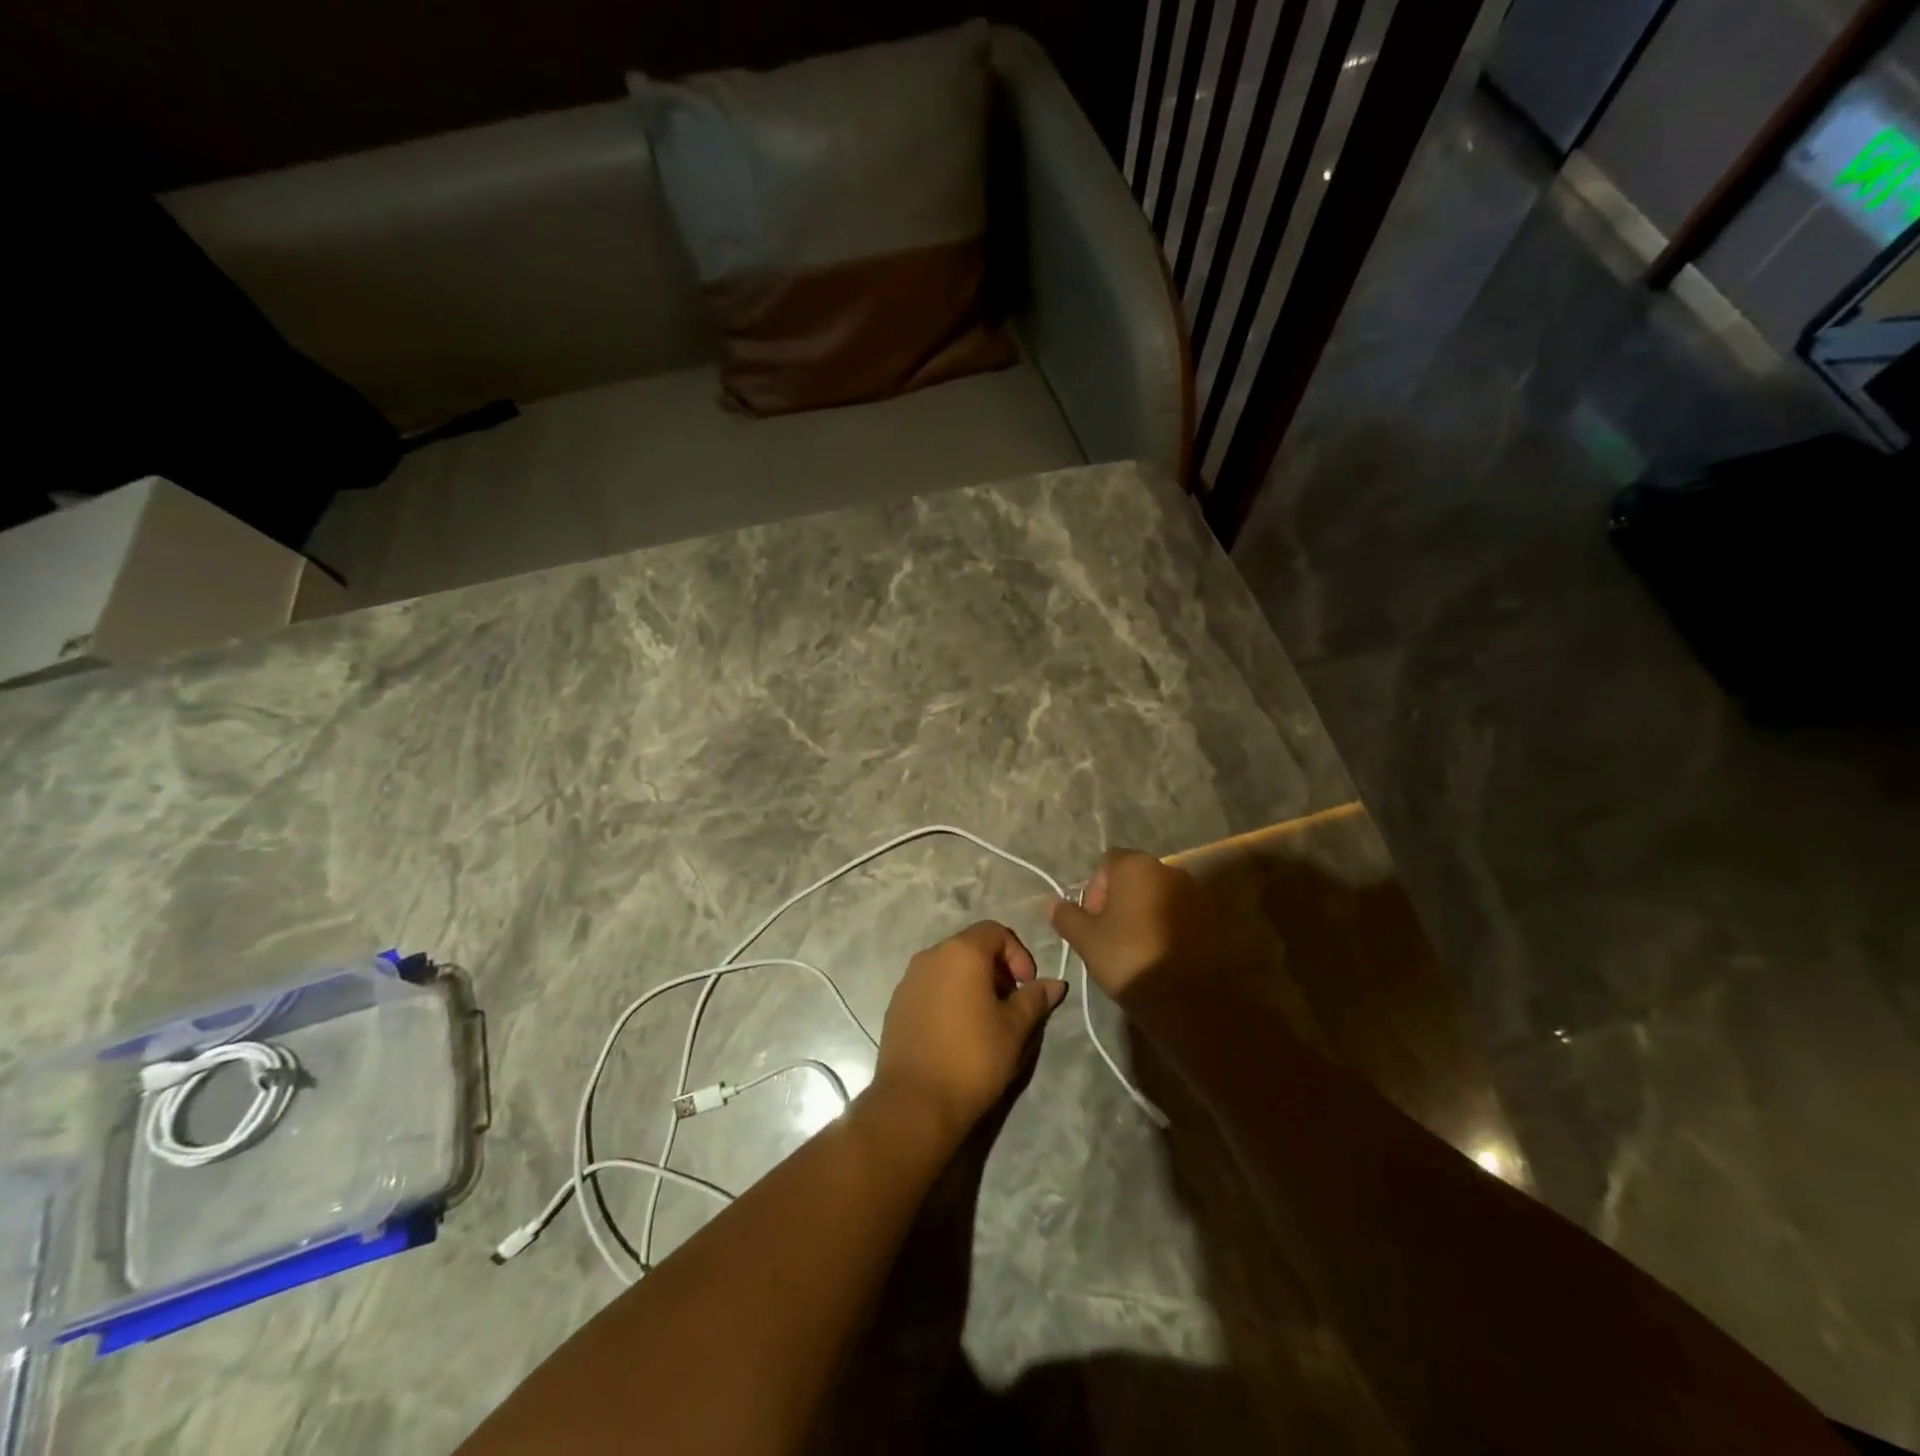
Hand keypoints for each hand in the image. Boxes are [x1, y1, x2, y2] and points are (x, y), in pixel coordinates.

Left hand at [871, 921, 1066, 1144]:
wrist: (915, 1102)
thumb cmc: (973, 1058)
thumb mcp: (1015, 1029)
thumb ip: (1035, 999)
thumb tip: (1054, 984)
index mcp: (961, 952)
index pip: (995, 931)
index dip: (1018, 953)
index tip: (1027, 986)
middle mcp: (930, 956)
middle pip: (970, 946)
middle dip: (996, 969)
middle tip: (1010, 1004)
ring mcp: (908, 980)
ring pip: (948, 967)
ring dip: (971, 983)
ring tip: (985, 1020)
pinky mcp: (896, 1004)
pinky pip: (930, 987)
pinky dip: (948, 997)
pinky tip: (956, 1033)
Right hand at [1048, 849, 1218, 1000]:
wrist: (1186, 997)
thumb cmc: (1128, 957)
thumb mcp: (1086, 939)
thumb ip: (1067, 916)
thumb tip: (1053, 904)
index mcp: (1136, 866)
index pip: (1107, 863)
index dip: (1094, 889)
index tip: (1093, 920)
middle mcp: (1169, 869)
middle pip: (1134, 876)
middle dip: (1119, 899)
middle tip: (1110, 934)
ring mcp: (1195, 892)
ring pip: (1158, 895)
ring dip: (1144, 911)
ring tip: (1135, 946)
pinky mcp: (1211, 917)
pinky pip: (1179, 912)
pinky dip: (1167, 924)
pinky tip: (1159, 952)